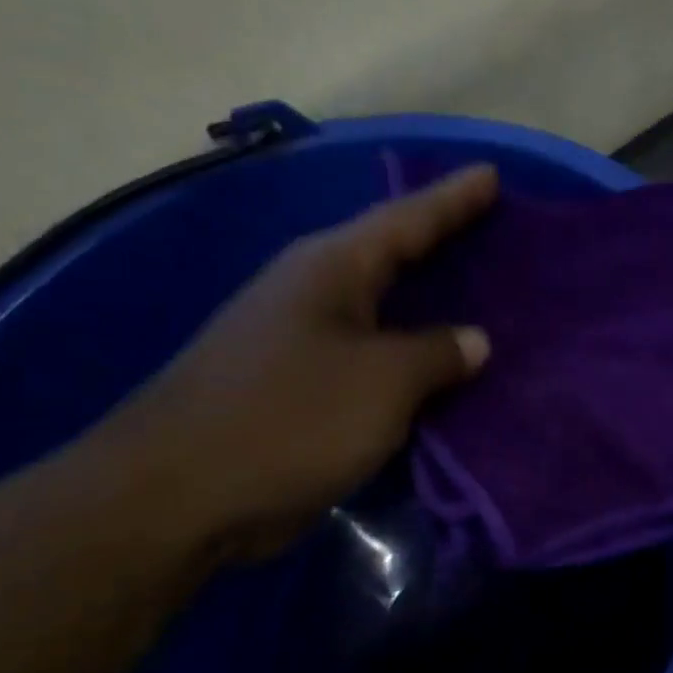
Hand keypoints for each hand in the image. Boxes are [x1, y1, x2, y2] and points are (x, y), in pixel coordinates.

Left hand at [94, 165, 497, 559]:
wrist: (177, 498)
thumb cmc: (290, 418)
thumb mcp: (383, 381)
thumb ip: (437, 353)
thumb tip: (473, 341)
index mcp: (331, 268)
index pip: (407, 219)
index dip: (453, 199)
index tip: (492, 174)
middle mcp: (312, 292)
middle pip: (391, 256)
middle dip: (442, 244)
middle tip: (495, 232)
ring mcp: (299, 341)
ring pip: (382, 312)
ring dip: (428, 307)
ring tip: (480, 298)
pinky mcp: (297, 388)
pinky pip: (371, 360)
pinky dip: (409, 360)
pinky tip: (440, 369)